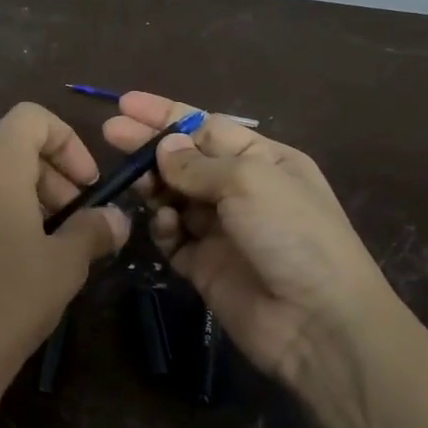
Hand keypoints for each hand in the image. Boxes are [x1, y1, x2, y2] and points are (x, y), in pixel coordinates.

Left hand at [0, 103, 129, 427]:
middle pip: (11, 146)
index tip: (87, 186)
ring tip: (50, 244)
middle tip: (76, 220)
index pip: (31, 117)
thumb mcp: (64, 265)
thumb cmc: (5, 300)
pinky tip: (15, 262)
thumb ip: (93, 230)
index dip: (67, 141)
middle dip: (51, 174)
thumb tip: (116, 218)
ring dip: (27, 196)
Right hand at [103, 92, 401, 394]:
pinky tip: (165, 225)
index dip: (166, 115)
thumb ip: (198, 163)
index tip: (125, 104)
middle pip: (185, 160)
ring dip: (155, 186)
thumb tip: (164, 147)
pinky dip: (164, 228)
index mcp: (264, 160)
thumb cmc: (292, 233)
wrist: (317, 322)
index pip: (206, 128)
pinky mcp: (204, 266)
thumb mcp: (249, 181)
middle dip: (149, 146)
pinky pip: (173, 238)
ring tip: (136, 182)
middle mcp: (242, 191)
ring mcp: (221, 230)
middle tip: (110, 133)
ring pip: (174, 197)